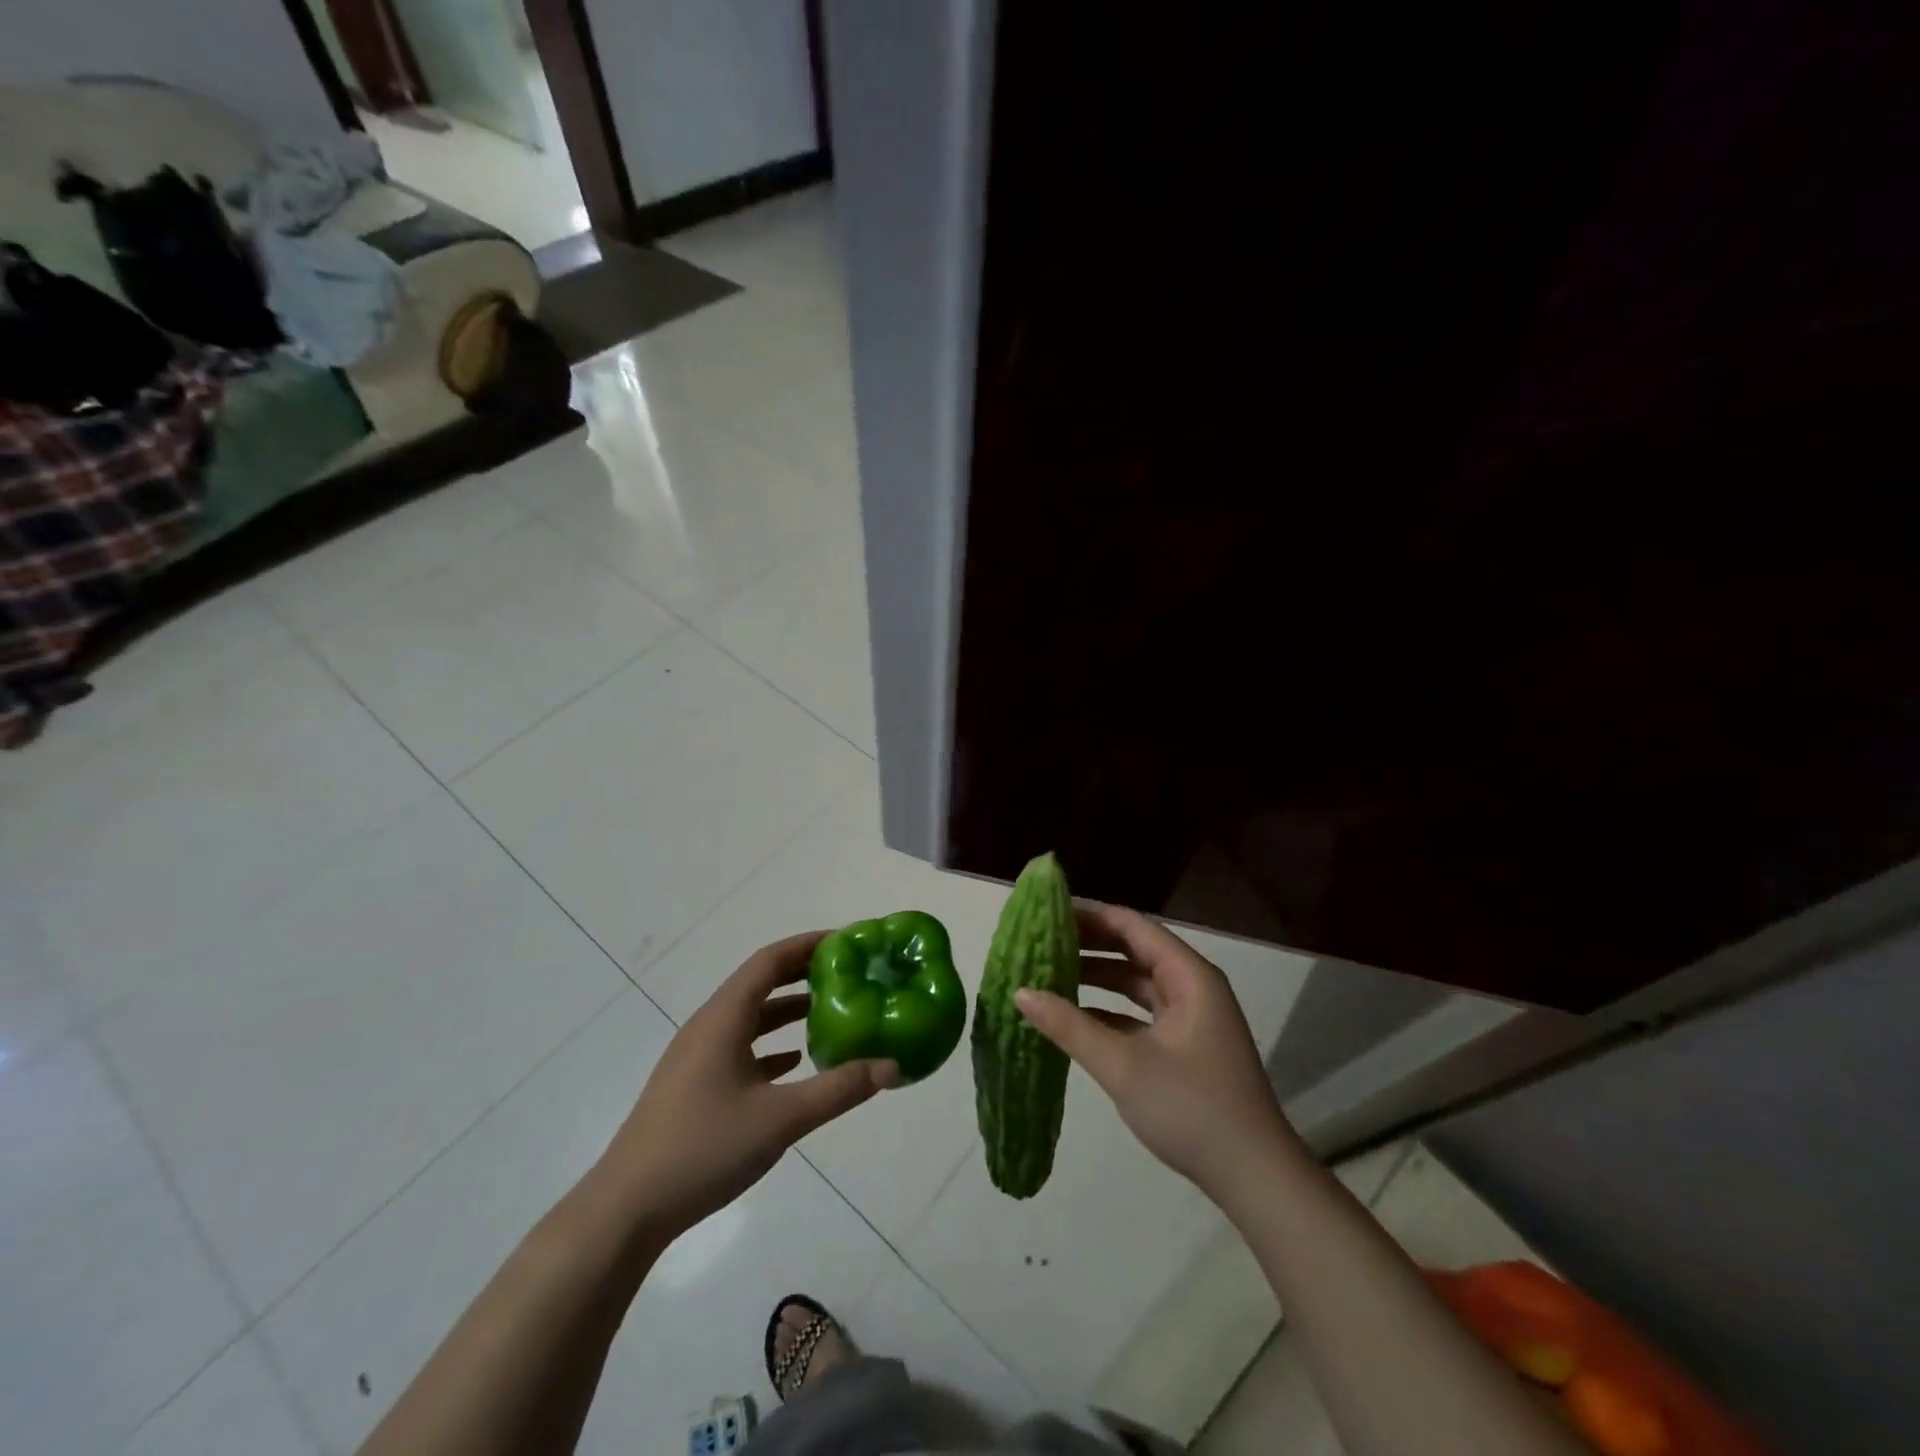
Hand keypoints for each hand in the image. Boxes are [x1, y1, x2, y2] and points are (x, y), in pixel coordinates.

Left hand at [598, 932, 897, 1235]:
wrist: (626, 1210)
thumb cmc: (703, 1149)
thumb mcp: (781, 1119)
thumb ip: (838, 1089)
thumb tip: (891, 1065)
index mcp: (724, 1018)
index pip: (770, 961)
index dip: (808, 945)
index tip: (847, 942)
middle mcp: (708, 1026)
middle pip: (760, 983)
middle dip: (803, 974)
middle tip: (848, 974)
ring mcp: (697, 1057)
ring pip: (750, 1017)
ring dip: (788, 1010)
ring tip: (830, 1012)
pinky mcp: (694, 1086)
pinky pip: (739, 1047)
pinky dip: (770, 1045)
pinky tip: (795, 1064)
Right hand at [1015, 902, 1295, 1205]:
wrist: (1254, 1177)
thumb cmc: (1192, 1108)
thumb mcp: (1124, 1066)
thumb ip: (1070, 1026)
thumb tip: (1019, 992)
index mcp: (1188, 976)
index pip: (1132, 927)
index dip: (1090, 916)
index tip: (1046, 914)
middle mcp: (1191, 987)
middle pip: (1134, 950)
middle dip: (1088, 945)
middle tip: (1039, 941)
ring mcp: (1190, 1018)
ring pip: (1136, 983)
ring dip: (1096, 978)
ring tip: (1048, 972)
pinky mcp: (1184, 1046)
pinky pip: (1139, 1013)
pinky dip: (1108, 1010)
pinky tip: (1072, 1016)